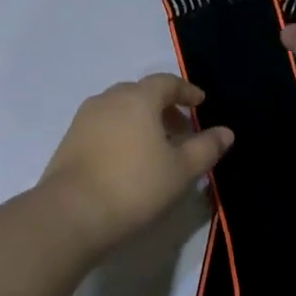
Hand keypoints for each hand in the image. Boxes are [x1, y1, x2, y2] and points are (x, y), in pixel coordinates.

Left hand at [39, 74, 233, 255]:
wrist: (72, 213)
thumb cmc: (135, 186)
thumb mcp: (181, 170)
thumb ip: (206, 148)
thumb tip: (226, 132)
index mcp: (138, 99)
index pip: (166, 82)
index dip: (186, 91)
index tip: (200, 103)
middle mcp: (108, 99)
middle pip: (141, 94)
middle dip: (164, 107)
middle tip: (181, 130)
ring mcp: (84, 119)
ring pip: (120, 109)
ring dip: (141, 121)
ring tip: (156, 148)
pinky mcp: (69, 140)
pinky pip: (103, 126)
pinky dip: (121, 132)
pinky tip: (128, 159)